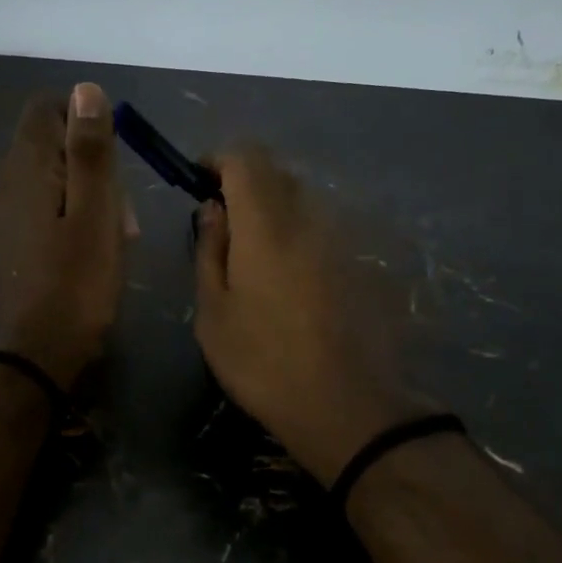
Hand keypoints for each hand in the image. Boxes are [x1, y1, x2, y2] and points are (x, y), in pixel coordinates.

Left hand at [0, 83, 128, 390]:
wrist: (32, 358)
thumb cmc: (75, 285)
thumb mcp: (96, 213)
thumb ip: (90, 150)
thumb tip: (85, 90)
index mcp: (24, 167)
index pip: (47, 109)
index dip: (85, 121)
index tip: (115, 159)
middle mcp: (2, 183)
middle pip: (50, 146)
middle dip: (92, 167)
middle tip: (121, 216)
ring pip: (50, 183)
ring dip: (86, 199)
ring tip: (112, 242)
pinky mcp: (5, 246)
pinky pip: (41, 213)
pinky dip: (68, 222)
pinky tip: (86, 257)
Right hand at [193, 148, 428, 485]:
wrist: (347, 406)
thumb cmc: (263, 362)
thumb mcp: (214, 313)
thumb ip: (210, 250)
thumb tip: (212, 209)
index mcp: (266, 224)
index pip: (245, 157)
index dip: (218, 159)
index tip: (200, 182)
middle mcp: (309, 217)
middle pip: (276, 171)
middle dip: (244, 182)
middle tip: (223, 223)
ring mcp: (342, 238)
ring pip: (303, 198)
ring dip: (274, 208)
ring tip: (255, 255)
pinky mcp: (361, 261)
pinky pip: (323, 226)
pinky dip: (299, 232)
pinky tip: (291, 278)